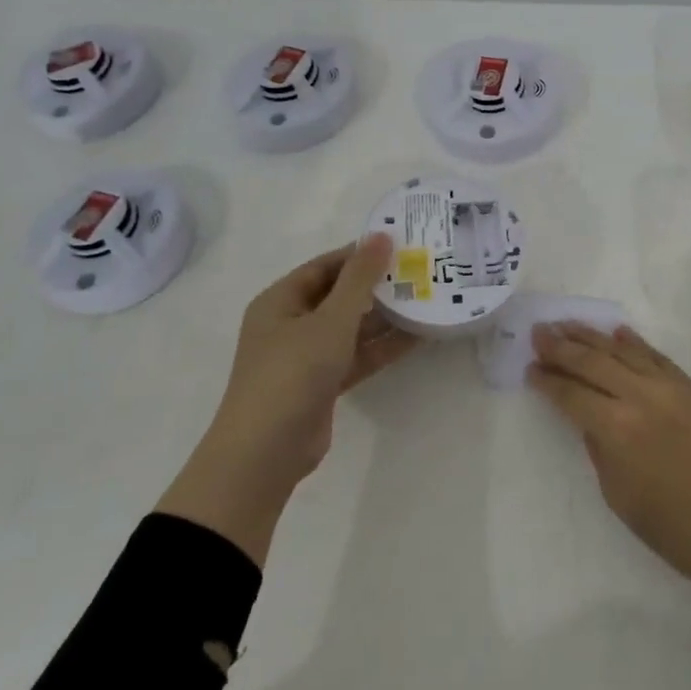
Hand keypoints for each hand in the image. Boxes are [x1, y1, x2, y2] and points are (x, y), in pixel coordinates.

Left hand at [157, 234, 418, 564]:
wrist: (265, 453)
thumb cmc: (292, 373)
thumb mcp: (331, 320)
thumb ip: (359, 279)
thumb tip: (381, 236)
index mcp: (280, 301)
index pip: (325, 266)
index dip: (359, 254)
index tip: (400, 245)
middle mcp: (290, 324)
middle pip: (338, 295)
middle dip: (376, 286)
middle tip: (419, 271)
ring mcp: (305, 356)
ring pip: (350, 328)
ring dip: (383, 318)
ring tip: (425, 300)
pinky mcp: (321, 384)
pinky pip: (355, 356)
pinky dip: (380, 347)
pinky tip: (416, 338)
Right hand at [530, 322, 690, 661]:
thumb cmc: (676, 529)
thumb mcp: (620, 496)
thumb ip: (599, 448)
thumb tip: (588, 417)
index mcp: (617, 430)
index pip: (571, 394)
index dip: (548, 381)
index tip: (530, 368)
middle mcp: (641, 397)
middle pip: (592, 362)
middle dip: (561, 347)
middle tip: (538, 333)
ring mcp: (670, 387)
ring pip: (622, 351)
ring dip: (591, 336)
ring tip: (566, 324)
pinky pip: (655, 356)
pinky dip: (633, 343)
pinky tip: (616, 332)